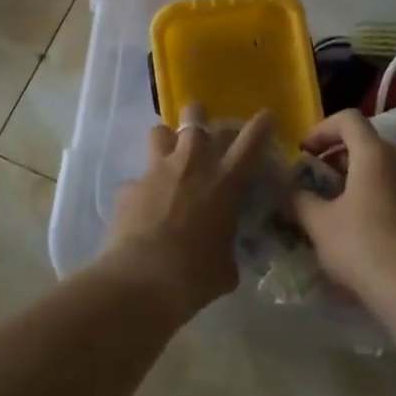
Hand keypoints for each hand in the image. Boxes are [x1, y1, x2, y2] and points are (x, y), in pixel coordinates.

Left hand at [102, 107, 275, 317]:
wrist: (143, 279)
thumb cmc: (196, 275)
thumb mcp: (226, 266)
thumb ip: (226, 248)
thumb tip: (222, 253)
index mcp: (224, 182)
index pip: (250, 142)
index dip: (261, 125)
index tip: (266, 116)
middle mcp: (191, 165)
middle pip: (195, 117)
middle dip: (198, 117)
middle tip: (202, 133)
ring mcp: (156, 171)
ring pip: (159, 132)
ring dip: (166, 142)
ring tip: (167, 159)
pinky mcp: (128, 187)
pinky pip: (136, 180)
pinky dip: (140, 191)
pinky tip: (141, 210)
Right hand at [294, 110, 395, 312]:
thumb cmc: (361, 246)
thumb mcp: (318, 222)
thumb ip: (299, 198)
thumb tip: (290, 190)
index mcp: (374, 154)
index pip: (348, 119)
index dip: (321, 129)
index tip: (304, 153)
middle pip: (363, 142)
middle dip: (333, 156)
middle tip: (312, 179)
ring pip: (378, 166)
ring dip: (351, 176)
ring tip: (329, 204)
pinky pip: (391, 187)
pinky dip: (369, 192)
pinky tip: (354, 224)